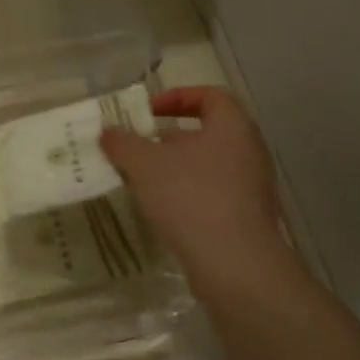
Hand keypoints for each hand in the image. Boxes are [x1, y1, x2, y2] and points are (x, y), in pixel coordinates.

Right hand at [100, 87, 290, 288]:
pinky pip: (211, 194)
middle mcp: (248, 152)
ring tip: (140, 181)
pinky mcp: (246, 218)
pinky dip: (186, 195)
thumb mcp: (144, 164)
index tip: (147, 113)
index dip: (177, 97)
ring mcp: (251, 187)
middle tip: (136, 149)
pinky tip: (161, 210)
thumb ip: (122, 143)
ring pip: (206, 166)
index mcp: (233, 127)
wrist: (235, 264)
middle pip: (206, 133)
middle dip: (167, 140)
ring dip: (173, 169)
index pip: (210, 96)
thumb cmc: (191, 198)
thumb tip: (108, 133)